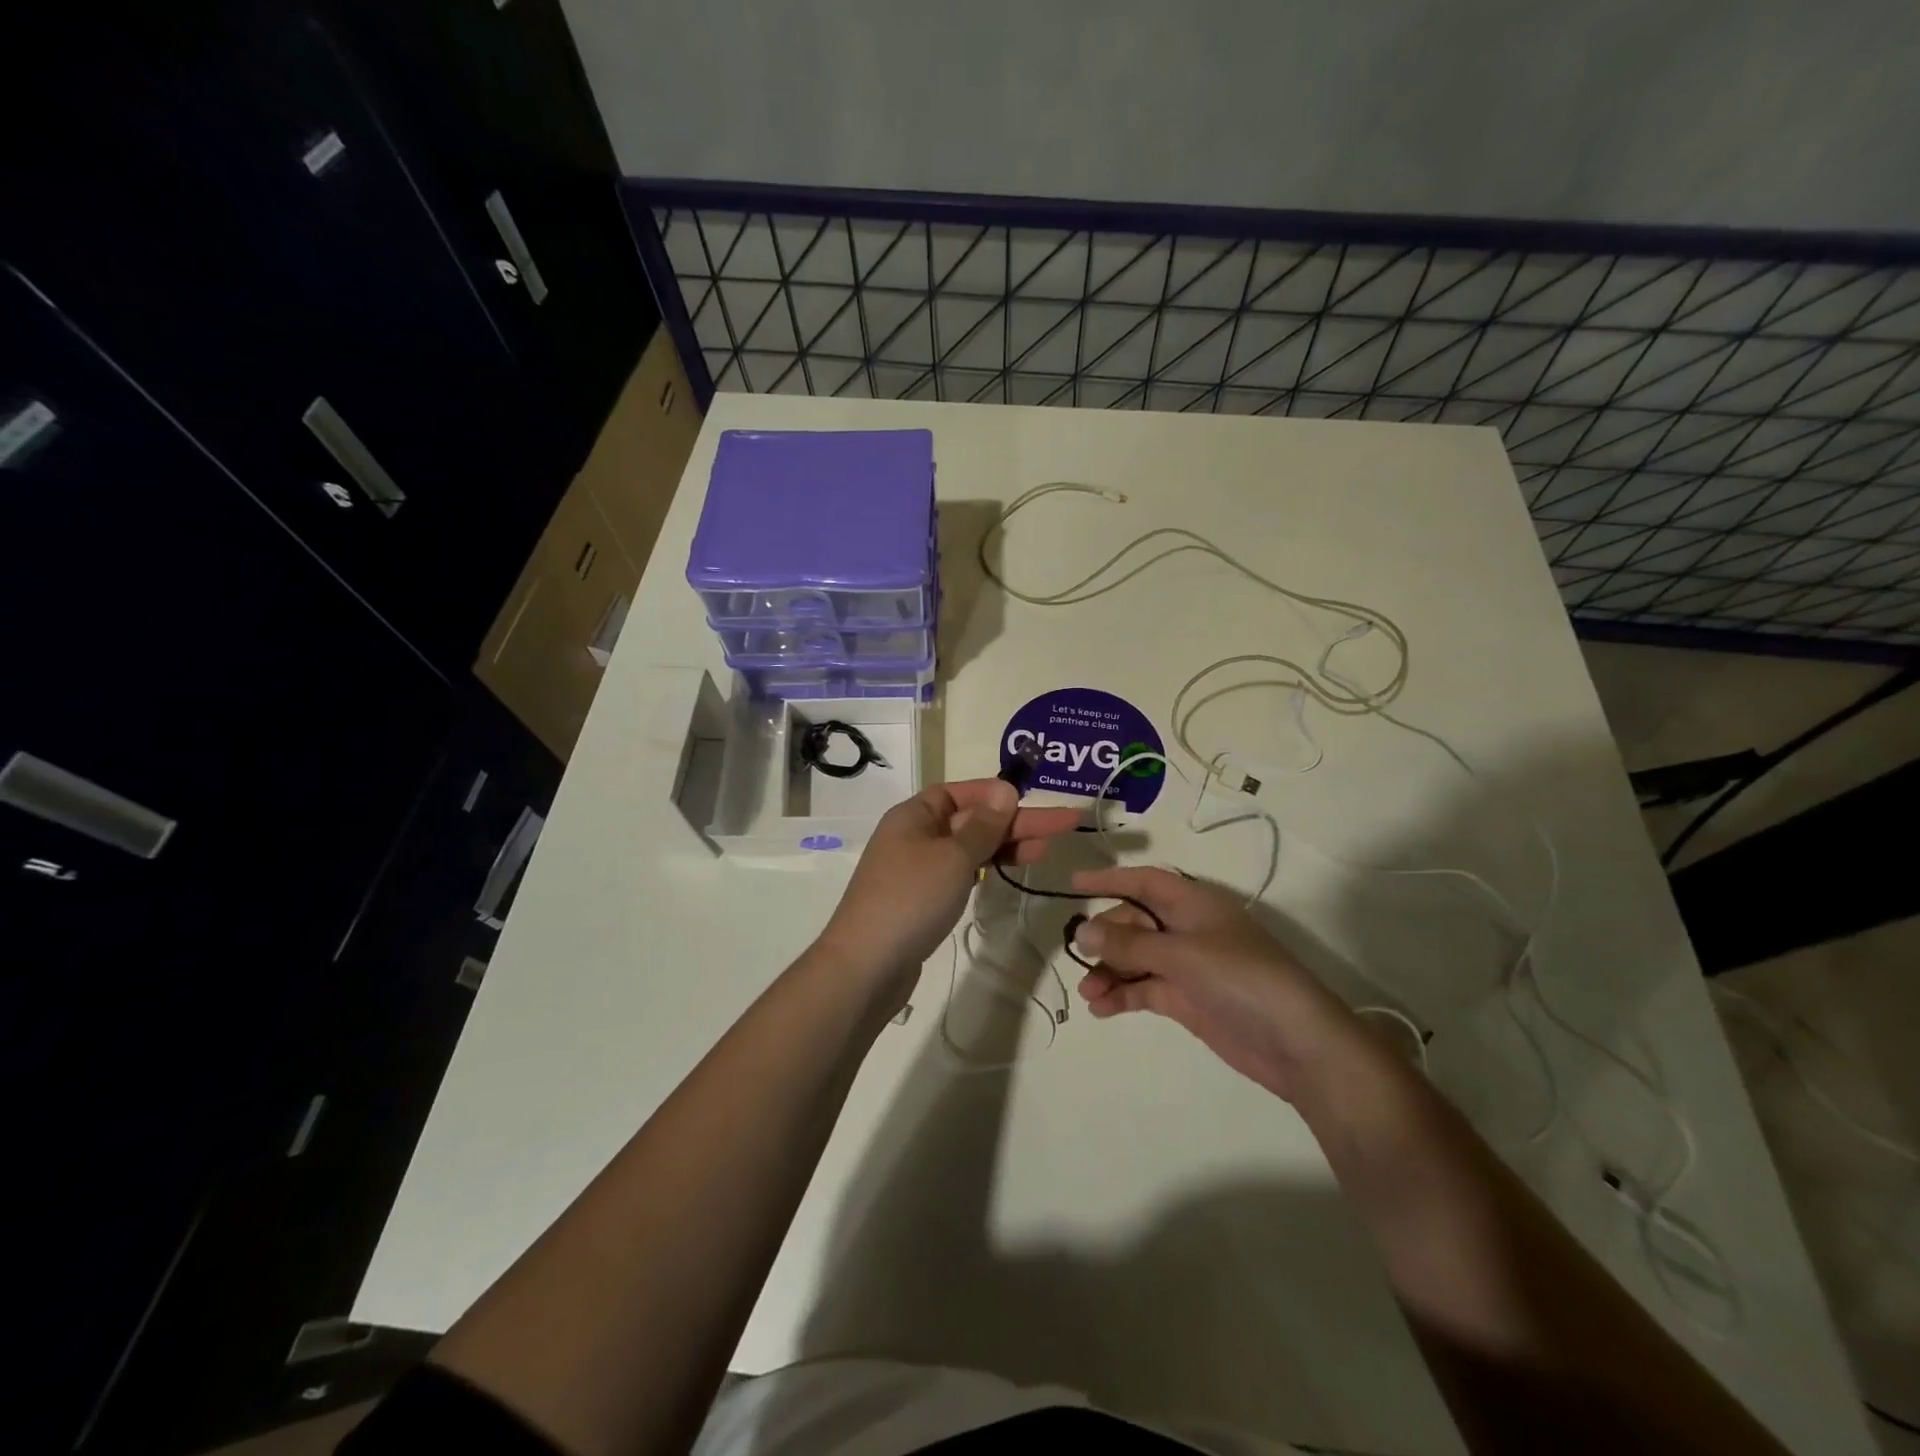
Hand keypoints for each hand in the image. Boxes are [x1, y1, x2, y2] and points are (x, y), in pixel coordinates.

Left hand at [818, 780, 1079, 1005]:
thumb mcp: (953, 857)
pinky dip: (986, 869)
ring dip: (1005, 845)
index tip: (1030, 798)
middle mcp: (914, 836)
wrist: (866, 966)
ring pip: (968, 848)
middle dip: (1015, 822)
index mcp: (914, 816)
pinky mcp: (922, 900)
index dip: (995, 793)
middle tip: (1064, 824)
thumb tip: (1005, 789)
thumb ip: (983, 825)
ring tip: (1047, 849)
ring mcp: (917, 870)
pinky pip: (960, 873)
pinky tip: (1009, 870)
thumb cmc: (911, 899)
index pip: (959, 792)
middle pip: (970, 820)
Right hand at [1070, 867, 1361, 1100]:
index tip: (1073, 884)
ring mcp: (1188, 966)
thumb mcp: (1182, 954)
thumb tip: (1083, 930)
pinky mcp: (1188, 1000)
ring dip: (1110, 971)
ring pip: (1136, 958)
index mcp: (1194, 904)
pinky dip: (1122, 996)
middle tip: (1079, 956)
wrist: (1298, 1045)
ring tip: (1088, 992)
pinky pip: (1144, 989)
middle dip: (1106, 937)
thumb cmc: (1242, 980)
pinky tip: (1100, 1008)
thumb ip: (1130, 943)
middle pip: (1134, 922)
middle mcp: (1188, 929)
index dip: (1110, 879)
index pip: (1144, 881)